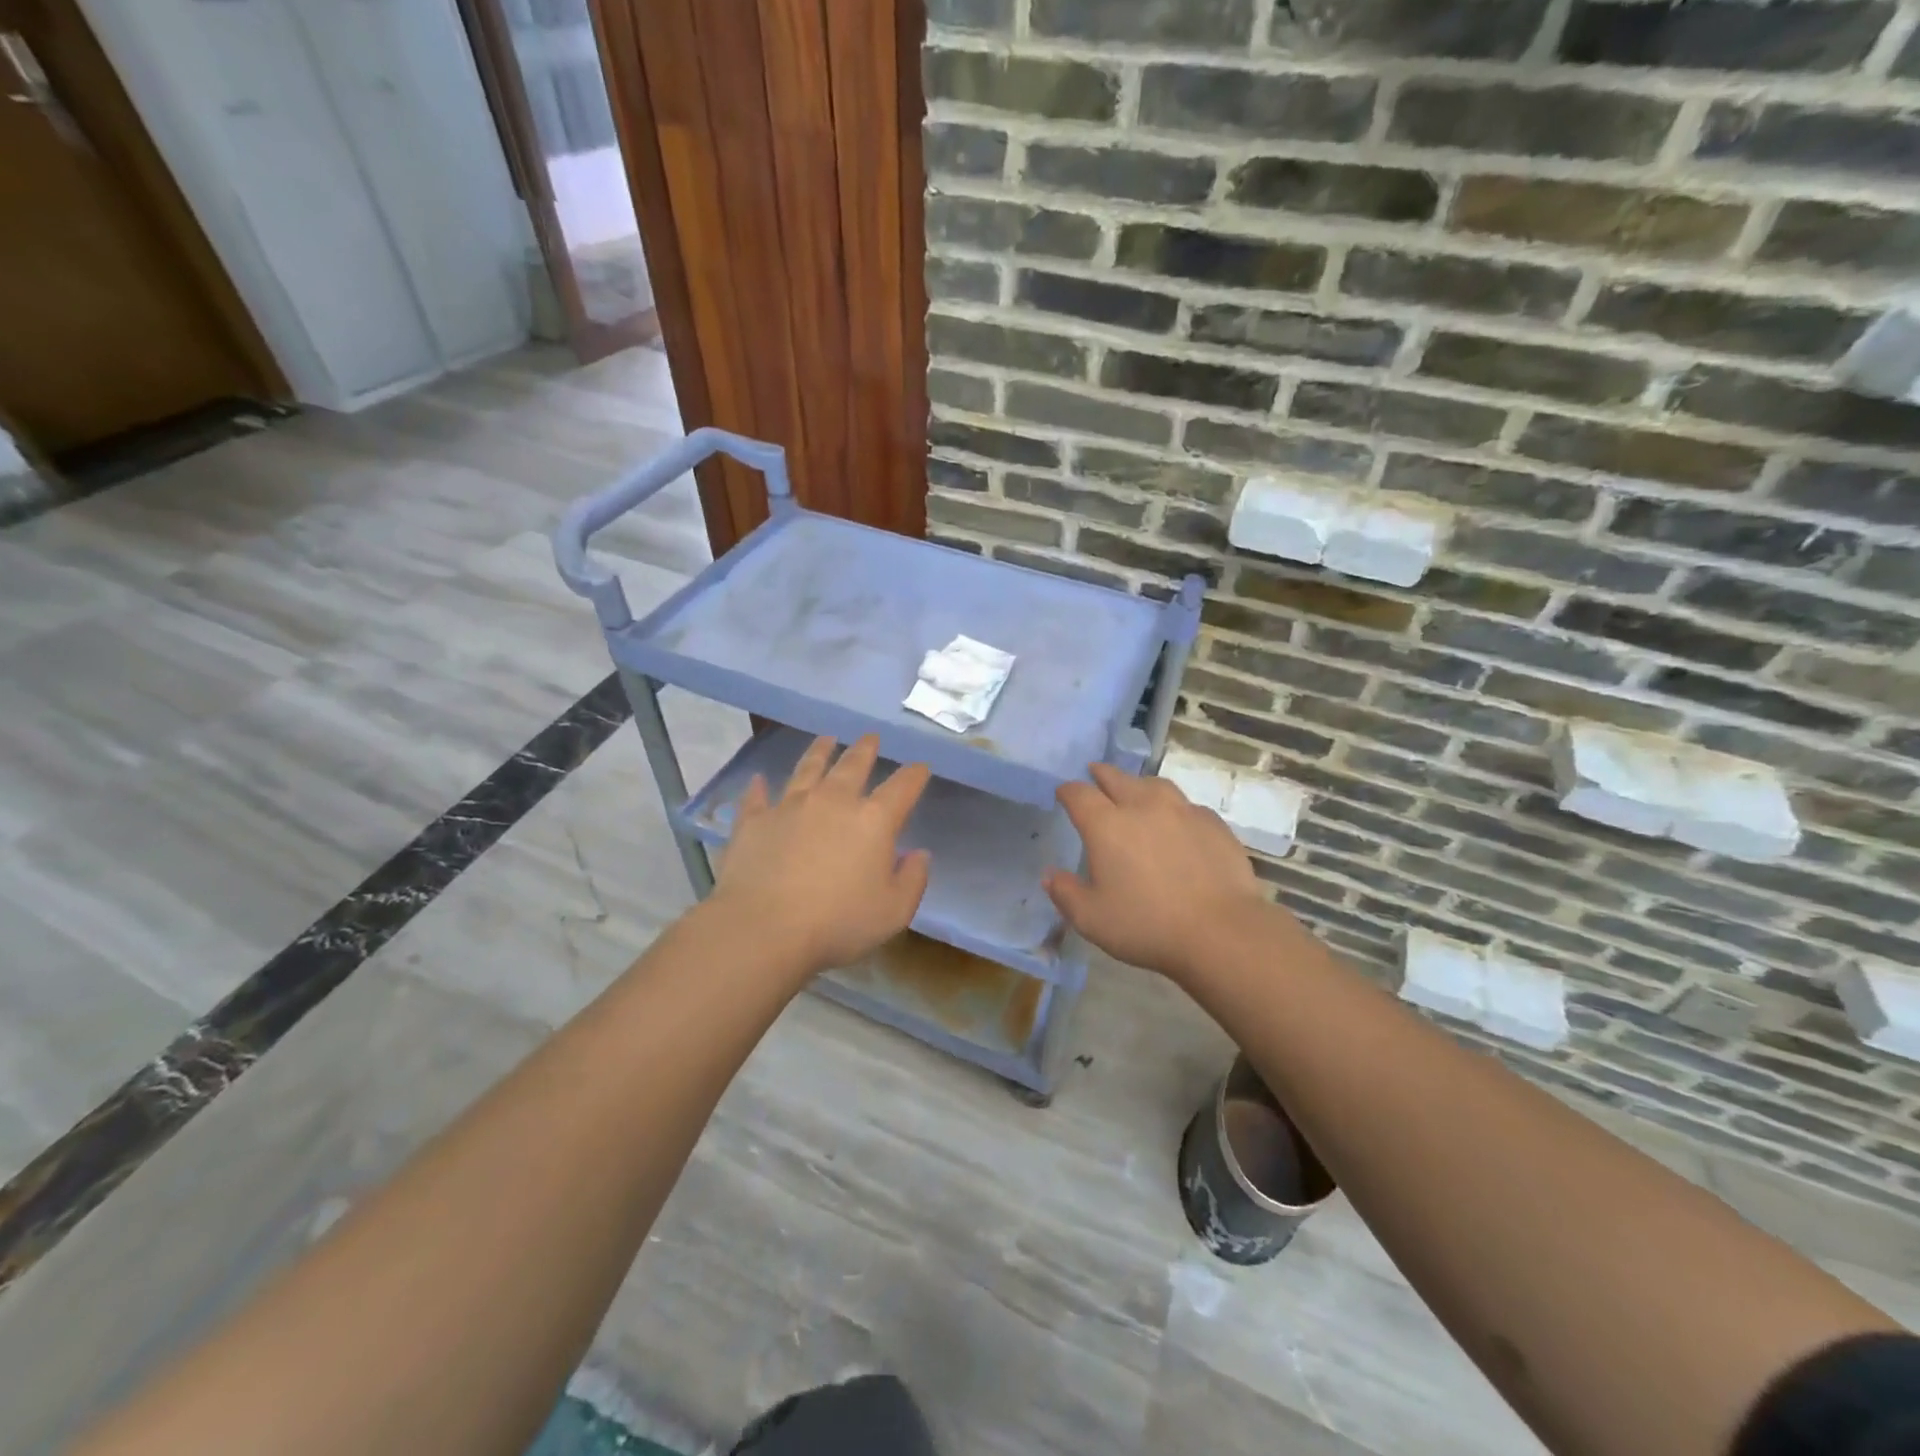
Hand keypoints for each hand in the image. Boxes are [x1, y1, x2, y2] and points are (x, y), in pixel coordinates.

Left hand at [713, 734, 931, 978]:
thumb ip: (913, 879)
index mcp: (873, 820)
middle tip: (871, 737)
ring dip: (819, 752)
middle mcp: (833, 801)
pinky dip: (759, 787)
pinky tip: (759, 780)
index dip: (914, 775)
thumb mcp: (894, 912)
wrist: (763, 928)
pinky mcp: (754, 821)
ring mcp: (789, 807)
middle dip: (866, 749)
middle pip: (853, 765)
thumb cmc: (838, 923)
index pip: (902, 788)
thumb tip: (919, 854)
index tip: (920, 767)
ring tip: (826, 739)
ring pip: (807, 769)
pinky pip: (757, 797)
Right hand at [1044, 762, 1279, 985]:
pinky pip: (1187, 806)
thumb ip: (1066, 893)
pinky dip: (1174, 808)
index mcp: (1106, 826)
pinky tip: (1177, 823)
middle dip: (1101, 775)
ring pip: (1155, 785)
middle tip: (1095, 773)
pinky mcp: (1213, 824)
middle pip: (1117, 778)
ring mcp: (1182, 811)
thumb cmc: (1146, 925)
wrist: (1220, 931)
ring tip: (1136, 791)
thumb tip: (1050, 875)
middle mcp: (1142, 807)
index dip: (1068, 791)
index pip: (1079, 795)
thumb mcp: (1091, 919)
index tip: (1063, 793)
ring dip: (1139, 785)